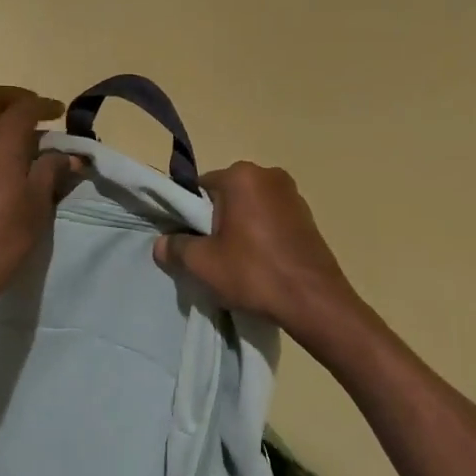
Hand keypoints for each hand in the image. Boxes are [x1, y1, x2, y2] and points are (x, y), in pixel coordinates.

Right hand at [152, 162, 360, 339]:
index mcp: (242, 176)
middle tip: (212, 255)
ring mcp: (292, 194)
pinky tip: (260, 264)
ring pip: (250, 209)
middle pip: (226, 196)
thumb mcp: (202, 264)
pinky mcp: (307, 216)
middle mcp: (269, 175)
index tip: (190, 242)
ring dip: (240, 229)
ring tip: (237, 263)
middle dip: (215, 222)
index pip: (200, 188)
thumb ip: (176, 248)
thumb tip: (161, 244)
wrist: (314, 300)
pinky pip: (271, 219)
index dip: (189, 216)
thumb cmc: (254, 273)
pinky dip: (261, 236)